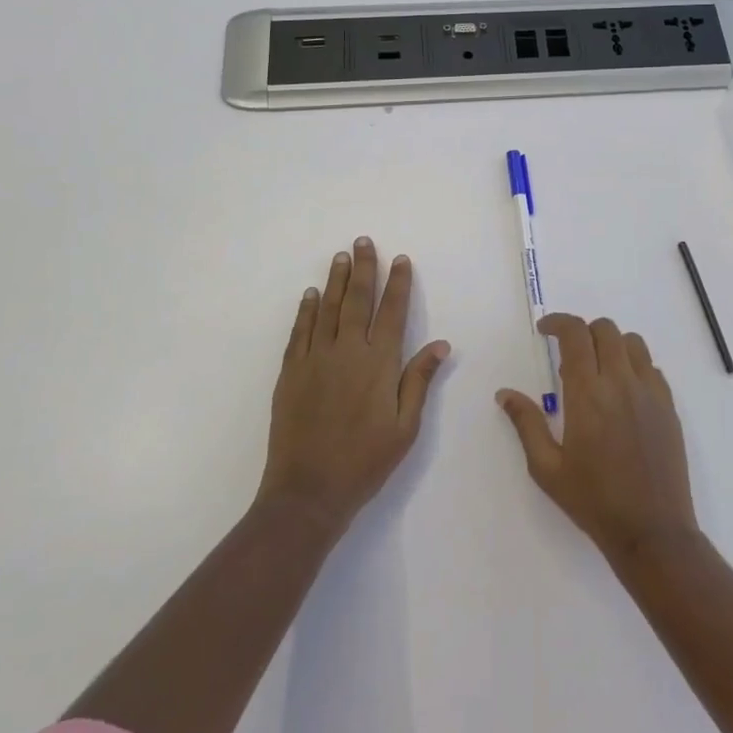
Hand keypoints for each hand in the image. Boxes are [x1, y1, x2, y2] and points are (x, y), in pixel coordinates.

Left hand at [257, 238, 450, 533]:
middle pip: (357, 300)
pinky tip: (311, 295)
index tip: (401, 259)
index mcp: (379, 364)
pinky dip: (306, 310)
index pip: (393, 312)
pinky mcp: (291, 372)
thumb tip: (440, 344)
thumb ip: (419, 381)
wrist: (308, 491)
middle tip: (363, 241)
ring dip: (335, 280)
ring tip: (340, 256)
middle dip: (363, 268)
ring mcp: (315, 359)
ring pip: (327, 309)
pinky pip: (300, 331)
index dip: (398, 284)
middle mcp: (347, 351)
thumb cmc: (365, 461)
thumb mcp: (405, 427)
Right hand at [497, 314, 698, 565]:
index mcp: (588, 394)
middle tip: (568, 354)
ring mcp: (650, 392)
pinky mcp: (669, 407)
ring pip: (633, 342)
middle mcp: (621, 383)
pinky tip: (623, 393)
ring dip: (611, 344)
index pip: (575, 334)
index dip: (558, 322)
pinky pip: (652, 368)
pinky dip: (634, 366)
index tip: (545, 330)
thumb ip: (526, 423)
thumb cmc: (593, 500)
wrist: (651, 531)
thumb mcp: (547, 467)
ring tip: (597, 370)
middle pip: (605, 329)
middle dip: (583, 331)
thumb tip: (505, 394)